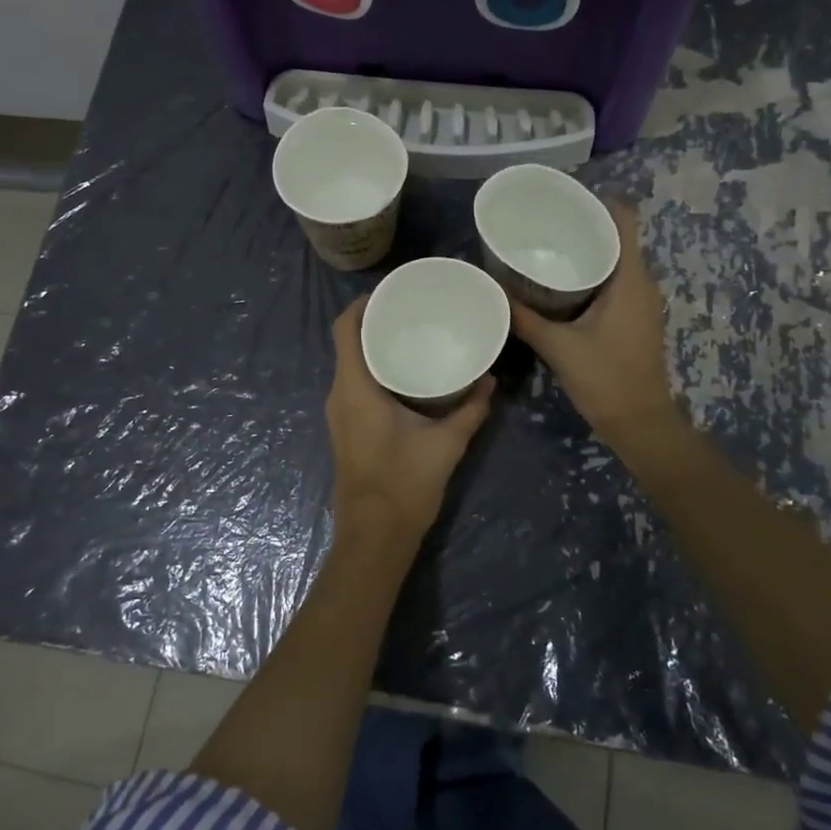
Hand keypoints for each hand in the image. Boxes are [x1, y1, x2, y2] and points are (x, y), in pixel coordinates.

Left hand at [327, 295, 493, 550]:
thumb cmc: (404, 484)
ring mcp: (339, 414)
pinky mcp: (346, 429)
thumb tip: (490, 380)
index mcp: (355, 388)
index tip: (391, 292)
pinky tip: (405, 374)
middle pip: (348, 344)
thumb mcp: (446, 444)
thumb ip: (470, 410)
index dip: (362, 305)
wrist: (374, 536)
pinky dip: (374, 371)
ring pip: (351, 366)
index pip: (345, 329)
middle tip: (412, 311)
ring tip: (412, 336)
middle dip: (374, 323)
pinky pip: (355, 386)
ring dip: (374, 348)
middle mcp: (340, 395)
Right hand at [508, 201, 682, 449]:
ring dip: (587, 252)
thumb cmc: (605, 379)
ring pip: (616, 262)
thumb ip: (525, 318)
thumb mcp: (558, 347)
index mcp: (630, 280)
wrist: (640, 423)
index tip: (564, 199)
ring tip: (547, 248)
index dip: (599, 202)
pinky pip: (615, 282)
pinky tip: (560, 284)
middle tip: (543, 224)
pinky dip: (591, 275)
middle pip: (618, 238)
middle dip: (584, 226)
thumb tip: (493, 291)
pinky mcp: (635, 319)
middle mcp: (642, 284)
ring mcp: (642, 302)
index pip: (625, 221)